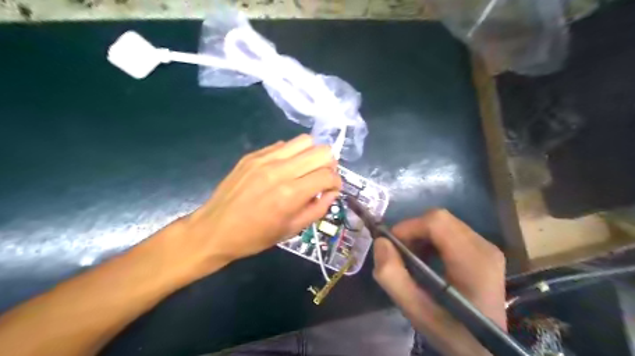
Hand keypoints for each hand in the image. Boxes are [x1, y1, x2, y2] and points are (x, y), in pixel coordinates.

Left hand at [166, 134, 339, 281]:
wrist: (214, 229)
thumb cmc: (255, 236)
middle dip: (329, 165)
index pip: (328, 175)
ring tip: (306, 169)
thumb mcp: (292, 230)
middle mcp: (280, 170)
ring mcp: (265, 159)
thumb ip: (318, 209)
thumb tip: (331, 192)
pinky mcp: (253, 155)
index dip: (336, 182)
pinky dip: (292, 154)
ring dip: (312, 154)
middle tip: (321, 178)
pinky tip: (285, 168)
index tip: (332, 189)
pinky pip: (283, 145)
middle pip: (322, 151)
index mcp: (291, 194)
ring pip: (305, 140)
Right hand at [373, 209, 505, 355]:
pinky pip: (451, 232)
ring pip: (444, 224)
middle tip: (400, 255)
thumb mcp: (416, 311)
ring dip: (421, 236)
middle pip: (440, 219)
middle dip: (413, 232)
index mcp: (473, 260)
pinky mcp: (484, 251)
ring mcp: (487, 247)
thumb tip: (381, 243)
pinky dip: (432, 240)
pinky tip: (427, 260)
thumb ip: (393, 276)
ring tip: (412, 259)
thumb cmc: (452, 332)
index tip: (392, 247)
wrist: (486, 349)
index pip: (436, 222)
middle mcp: (484, 246)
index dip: (408, 227)